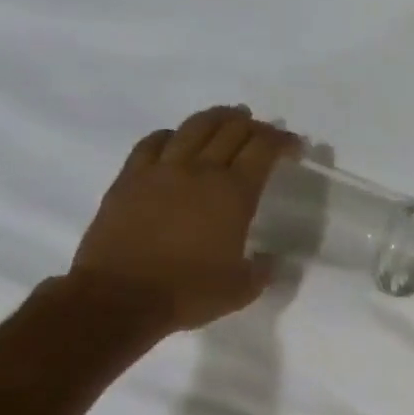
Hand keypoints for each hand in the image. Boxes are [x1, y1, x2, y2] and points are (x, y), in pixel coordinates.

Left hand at [68, 105, 299, 333]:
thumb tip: (271, 259)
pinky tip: (176, 138)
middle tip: (265, 133)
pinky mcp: (129, 178)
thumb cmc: (188, 292)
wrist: (119, 297)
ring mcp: (161, 170)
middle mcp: (200, 171)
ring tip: (229, 117)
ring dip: (217, 118)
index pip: (264, 150)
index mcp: (234, 194)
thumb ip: (263, 269)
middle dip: (255, 126)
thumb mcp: (242, 289)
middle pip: (231, 130)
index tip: (295, 146)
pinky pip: (153, 142)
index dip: (283, 141)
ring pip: (193, 127)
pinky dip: (172, 134)